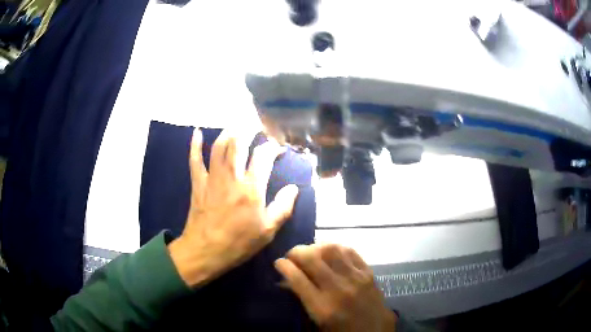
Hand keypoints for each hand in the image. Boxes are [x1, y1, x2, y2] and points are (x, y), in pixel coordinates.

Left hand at [168, 129, 298, 286]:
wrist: (206, 250)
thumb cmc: (239, 242)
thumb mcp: (268, 230)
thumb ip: (283, 207)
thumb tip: (293, 188)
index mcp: (252, 188)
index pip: (263, 156)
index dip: (272, 147)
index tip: (277, 148)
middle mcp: (232, 176)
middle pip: (239, 143)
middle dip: (249, 130)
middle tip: (256, 127)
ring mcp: (212, 178)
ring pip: (219, 146)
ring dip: (228, 132)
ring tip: (236, 125)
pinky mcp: (198, 183)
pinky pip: (195, 160)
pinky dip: (195, 145)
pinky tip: (197, 132)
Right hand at [275, 244, 396, 331]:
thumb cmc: (341, 331)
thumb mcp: (316, 322)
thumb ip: (302, 300)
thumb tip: (286, 280)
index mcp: (322, 307)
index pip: (297, 278)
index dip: (284, 266)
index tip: (278, 263)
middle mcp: (338, 289)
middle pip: (312, 259)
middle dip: (296, 252)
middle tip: (291, 256)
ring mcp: (356, 278)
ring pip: (331, 250)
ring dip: (316, 247)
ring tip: (311, 253)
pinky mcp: (368, 273)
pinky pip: (350, 251)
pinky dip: (336, 248)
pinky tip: (330, 253)